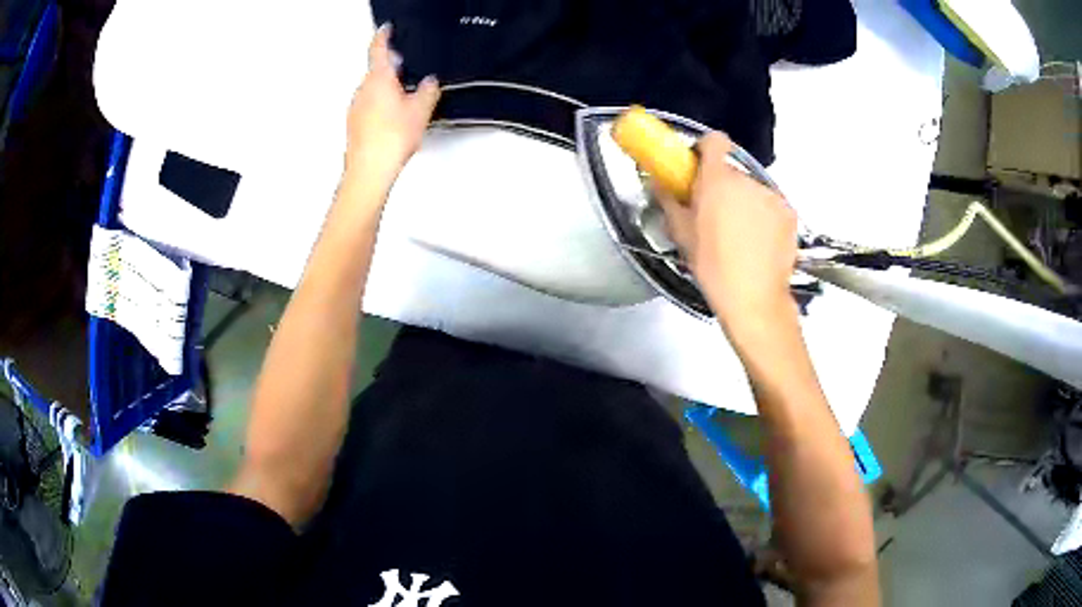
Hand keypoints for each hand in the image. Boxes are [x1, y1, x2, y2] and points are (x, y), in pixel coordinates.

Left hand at [344, 24, 440, 193]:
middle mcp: (363, 90)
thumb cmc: (391, 138)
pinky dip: (380, 105)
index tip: (386, 30)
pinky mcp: (354, 124)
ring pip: (372, 90)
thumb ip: (428, 90)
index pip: (378, 50)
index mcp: (379, 79)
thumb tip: (430, 82)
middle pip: (375, 71)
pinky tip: (393, 119)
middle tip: (405, 68)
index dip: (383, 37)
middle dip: (390, 67)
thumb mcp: (421, 109)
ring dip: (386, 89)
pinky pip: (368, 106)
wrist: (370, 169)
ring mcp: (355, 108)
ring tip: (405, 100)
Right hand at [656, 133, 798, 330]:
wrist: (754, 299)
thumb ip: (668, 200)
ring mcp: (772, 196)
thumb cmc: (712, 266)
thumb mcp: (682, 234)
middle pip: (732, 172)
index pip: (715, 140)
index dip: (706, 149)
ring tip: (739, 236)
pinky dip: (764, 218)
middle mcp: (747, 180)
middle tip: (715, 216)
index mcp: (718, 180)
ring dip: (744, 203)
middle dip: (723, 187)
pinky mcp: (789, 214)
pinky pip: (771, 207)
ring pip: (752, 191)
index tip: (699, 168)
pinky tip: (759, 244)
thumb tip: (656, 182)